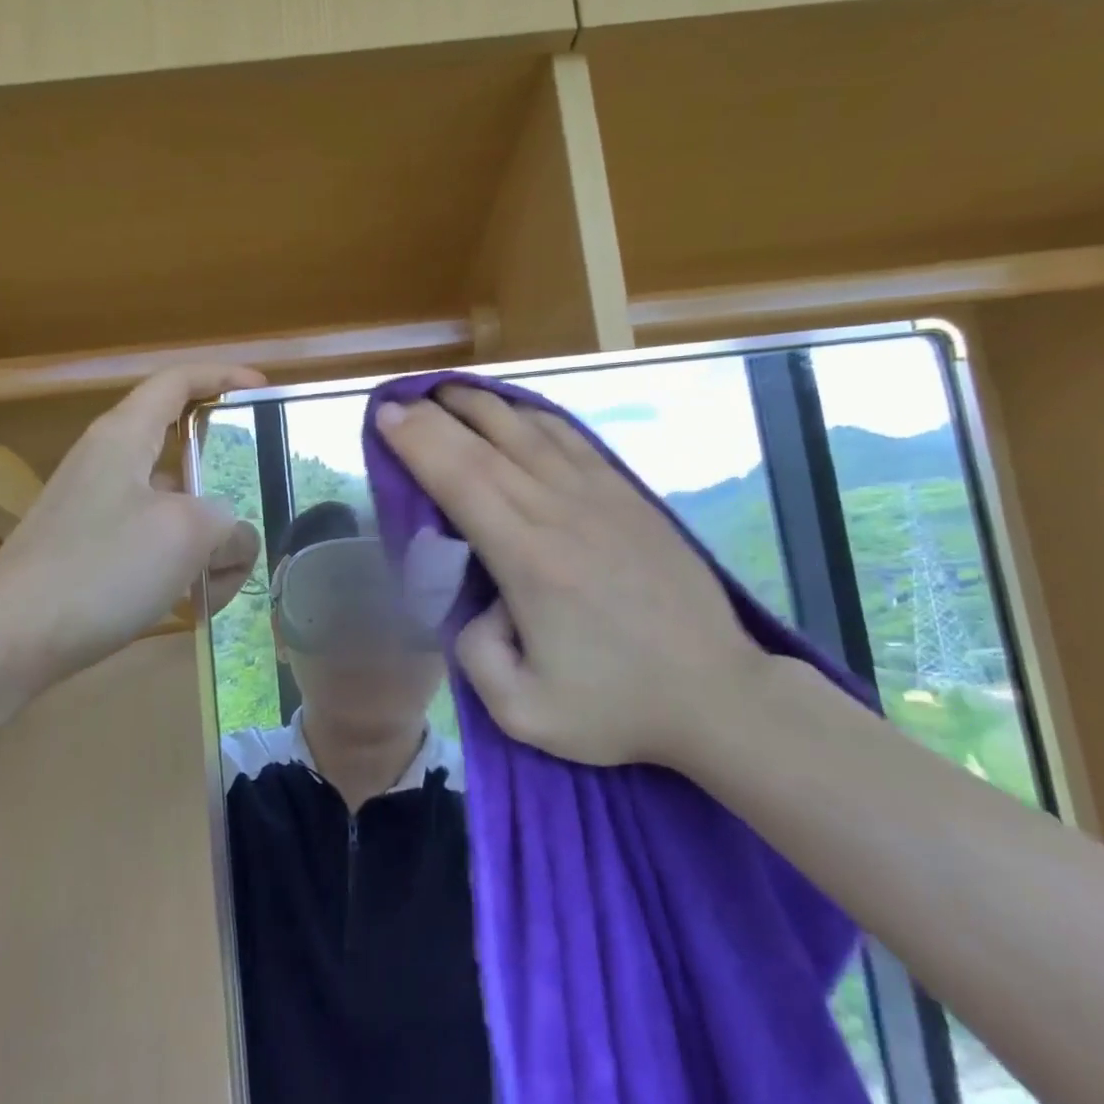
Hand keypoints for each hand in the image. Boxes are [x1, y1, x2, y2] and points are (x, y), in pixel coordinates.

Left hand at [0, 362, 264, 686]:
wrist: (7, 641)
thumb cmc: (100, 569)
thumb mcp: (187, 535)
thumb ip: (228, 522)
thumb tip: (231, 536)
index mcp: (124, 436)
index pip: (176, 382)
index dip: (223, 377)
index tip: (263, 391)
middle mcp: (108, 464)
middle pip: (185, 457)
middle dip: (228, 490)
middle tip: (257, 520)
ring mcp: (97, 510)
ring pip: (175, 510)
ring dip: (209, 542)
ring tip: (224, 585)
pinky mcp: (90, 552)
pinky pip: (153, 544)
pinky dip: (181, 566)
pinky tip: (193, 603)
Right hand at [375, 387, 779, 770]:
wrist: (717, 695)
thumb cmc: (617, 707)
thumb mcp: (524, 712)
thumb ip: (475, 653)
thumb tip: (477, 600)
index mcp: (529, 560)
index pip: (460, 479)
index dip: (418, 442)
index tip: (386, 416)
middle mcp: (561, 512)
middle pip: (486, 444)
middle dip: (435, 415)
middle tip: (400, 399)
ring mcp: (601, 497)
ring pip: (529, 431)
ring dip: (482, 404)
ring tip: (448, 391)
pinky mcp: (629, 496)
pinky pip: (573, 439)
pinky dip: (535, 416)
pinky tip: (516, 410)